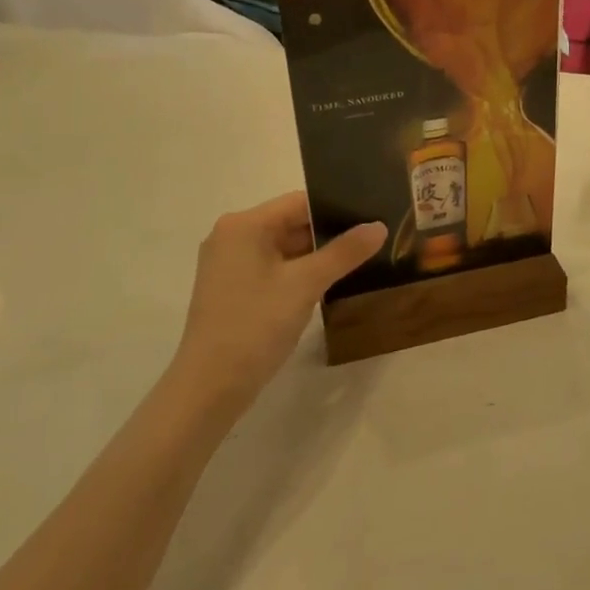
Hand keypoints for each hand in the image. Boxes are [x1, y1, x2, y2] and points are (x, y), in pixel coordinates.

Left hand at [169, 193, 385, 416]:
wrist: (209, 388)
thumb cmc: (255, 325)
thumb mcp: (305, 284)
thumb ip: (344, 252)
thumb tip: (379, 226)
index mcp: (244, 225)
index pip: (299, 202)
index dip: (336, 207)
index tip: (371, 216)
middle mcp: (232, 236)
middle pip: (290, 223)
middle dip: (329, 233)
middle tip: (372, 239)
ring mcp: (229, 264)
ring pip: (283, 248)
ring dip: (315, 255)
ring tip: (358, 258)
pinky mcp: (232, 289)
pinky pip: (273, 268)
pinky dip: (298, 272)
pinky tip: (328, 283)